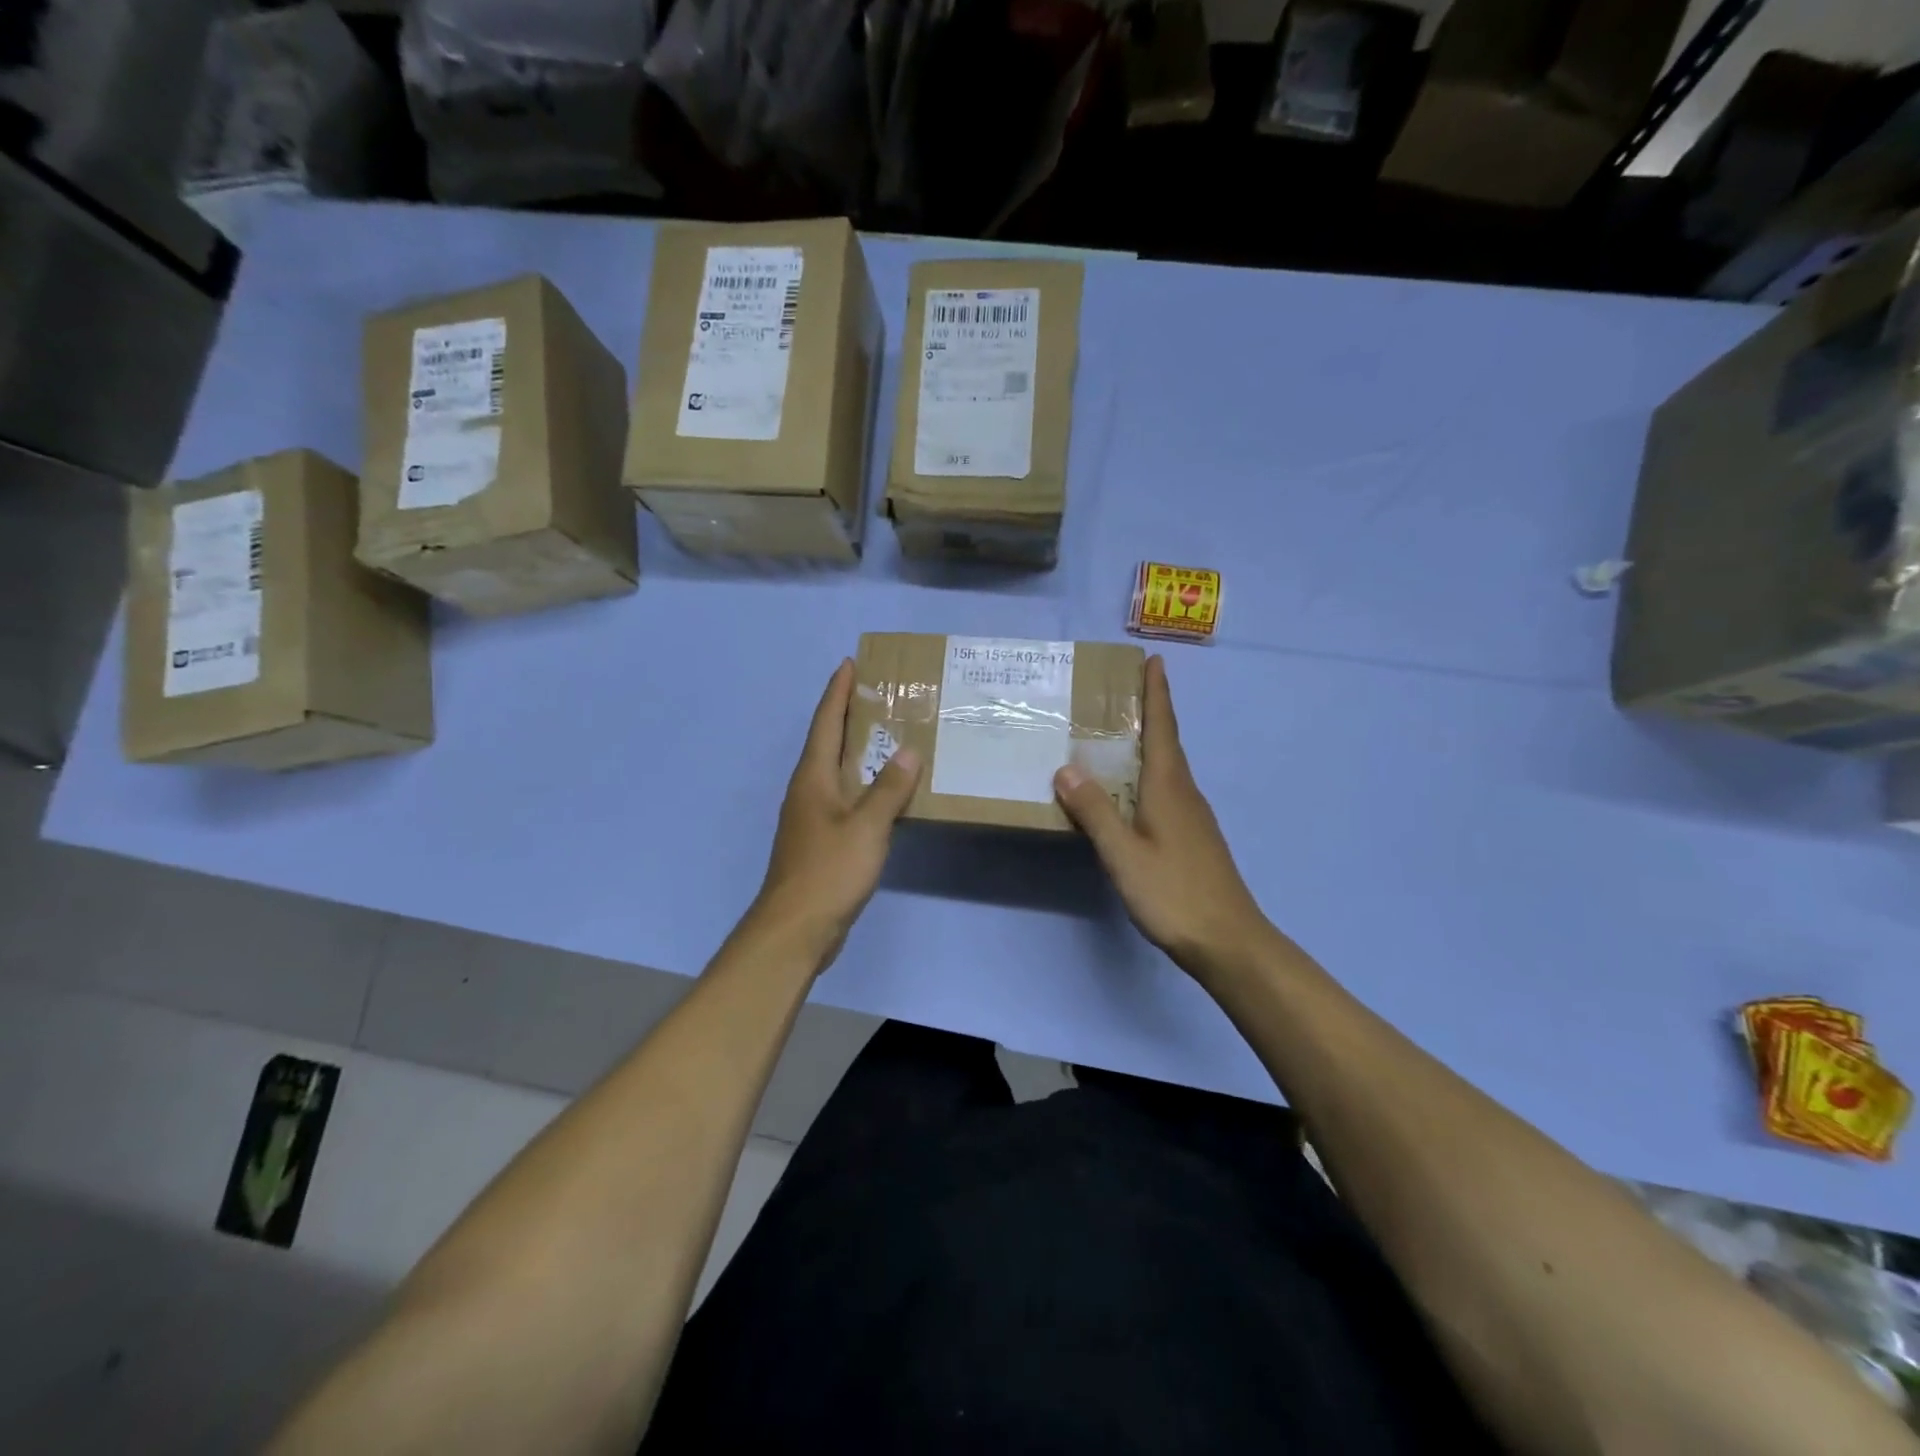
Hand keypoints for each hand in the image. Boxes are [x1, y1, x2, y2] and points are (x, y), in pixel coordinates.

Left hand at [750, 659, 921, 970]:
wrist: (795, 928)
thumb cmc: (829, 871)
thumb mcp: (867, 826)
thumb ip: (889, 788)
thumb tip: (908, 750)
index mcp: (813, 777)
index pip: (826, 722)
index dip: (837, 692)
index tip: (850, 663)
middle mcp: (808, 790)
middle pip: (828, 742)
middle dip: (849, 714)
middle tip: (878, 693)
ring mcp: (812, 816)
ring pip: (837, 770)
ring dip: (857, 749)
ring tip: (887, 734)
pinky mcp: (820, 840)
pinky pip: (845, 798)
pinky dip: (863, 783)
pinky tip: (884, 791)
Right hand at [1053, 656, 1271, 980]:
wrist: (1229, 941)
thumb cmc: (1174, 893)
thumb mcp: (1124, 854)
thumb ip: (1095, 811)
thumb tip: (1066, 768)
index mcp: (1169, 787)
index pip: (1163, 728)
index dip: (1157, 694)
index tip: (1154, 661)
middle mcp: (1184, 794)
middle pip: (1167, 743)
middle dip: (1152, 712)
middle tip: (1124, 691)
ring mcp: (1192, 817)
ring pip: (1167, 768)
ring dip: (1149, 744)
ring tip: (1120, 736)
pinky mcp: (1192, 838)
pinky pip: (1166, 791)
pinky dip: (1147, 775)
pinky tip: (1131, 792)